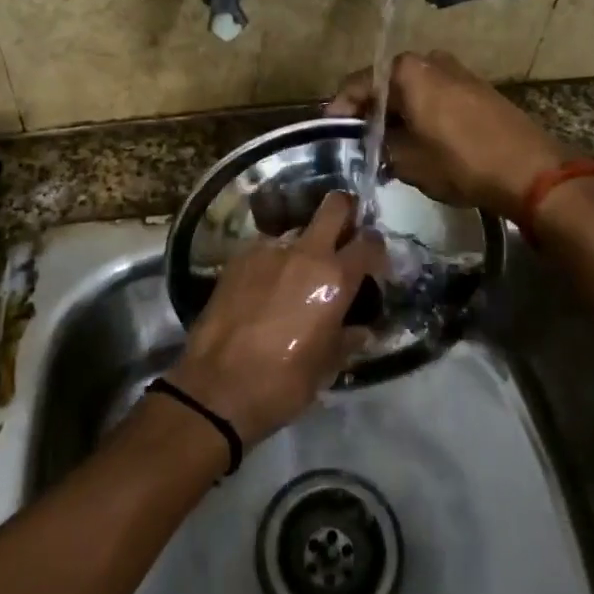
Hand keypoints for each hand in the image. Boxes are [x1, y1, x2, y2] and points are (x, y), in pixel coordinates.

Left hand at [166, 193, 381, 447]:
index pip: (369, 243)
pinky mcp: (239, 257)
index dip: (376, 248)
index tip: (374, 260)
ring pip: (297, 229)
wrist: (217, 387)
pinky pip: (267, 248)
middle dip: (345, 210)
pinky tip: (267, 285)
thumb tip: (363, 329)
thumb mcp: (327, 366)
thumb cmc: (284, 382)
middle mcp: (305, 252)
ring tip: (298, 272)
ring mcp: (269, 250)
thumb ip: (349, 338)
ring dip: (305, 243)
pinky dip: (275, 260)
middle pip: (334, 206)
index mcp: (335, 277)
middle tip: (345, 232)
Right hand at [326, 50, 569, 217]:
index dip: (341, 107)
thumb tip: (373, 142)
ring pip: (415, 89)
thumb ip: (381, 146)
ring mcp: (459, 72)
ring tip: (389, 142)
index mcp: (408, 70)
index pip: (360, 83)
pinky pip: (437, 96)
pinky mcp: (479, 89)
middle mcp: (432, 61)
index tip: (332, 129)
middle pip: (388, 82)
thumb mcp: (408, 161)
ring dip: (399, 111)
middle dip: (372, 109)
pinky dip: (423, 112)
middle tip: (360, 138)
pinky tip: (420, 138)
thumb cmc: (460, 162)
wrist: (530, 170)